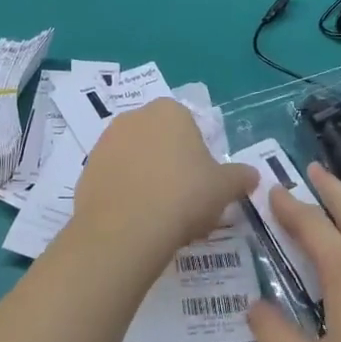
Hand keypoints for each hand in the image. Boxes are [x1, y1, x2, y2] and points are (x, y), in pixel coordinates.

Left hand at [70, 99, 255, 268]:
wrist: (126, 230)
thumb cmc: (183, 196)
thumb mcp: (224, 188)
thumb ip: (240, 177)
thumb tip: (253, 175)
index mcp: (170, 111)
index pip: (189, 127)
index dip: (198, 157)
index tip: (202, 185)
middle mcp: (134, 117)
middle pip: (160, 141)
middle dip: (171, 166)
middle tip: (184, 202)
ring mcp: (106, 142)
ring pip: (136, 160)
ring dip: (147, 180)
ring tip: (160, 217)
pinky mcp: (87, 170)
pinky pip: (115, 180)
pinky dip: (125, 195)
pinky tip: (136, 222)